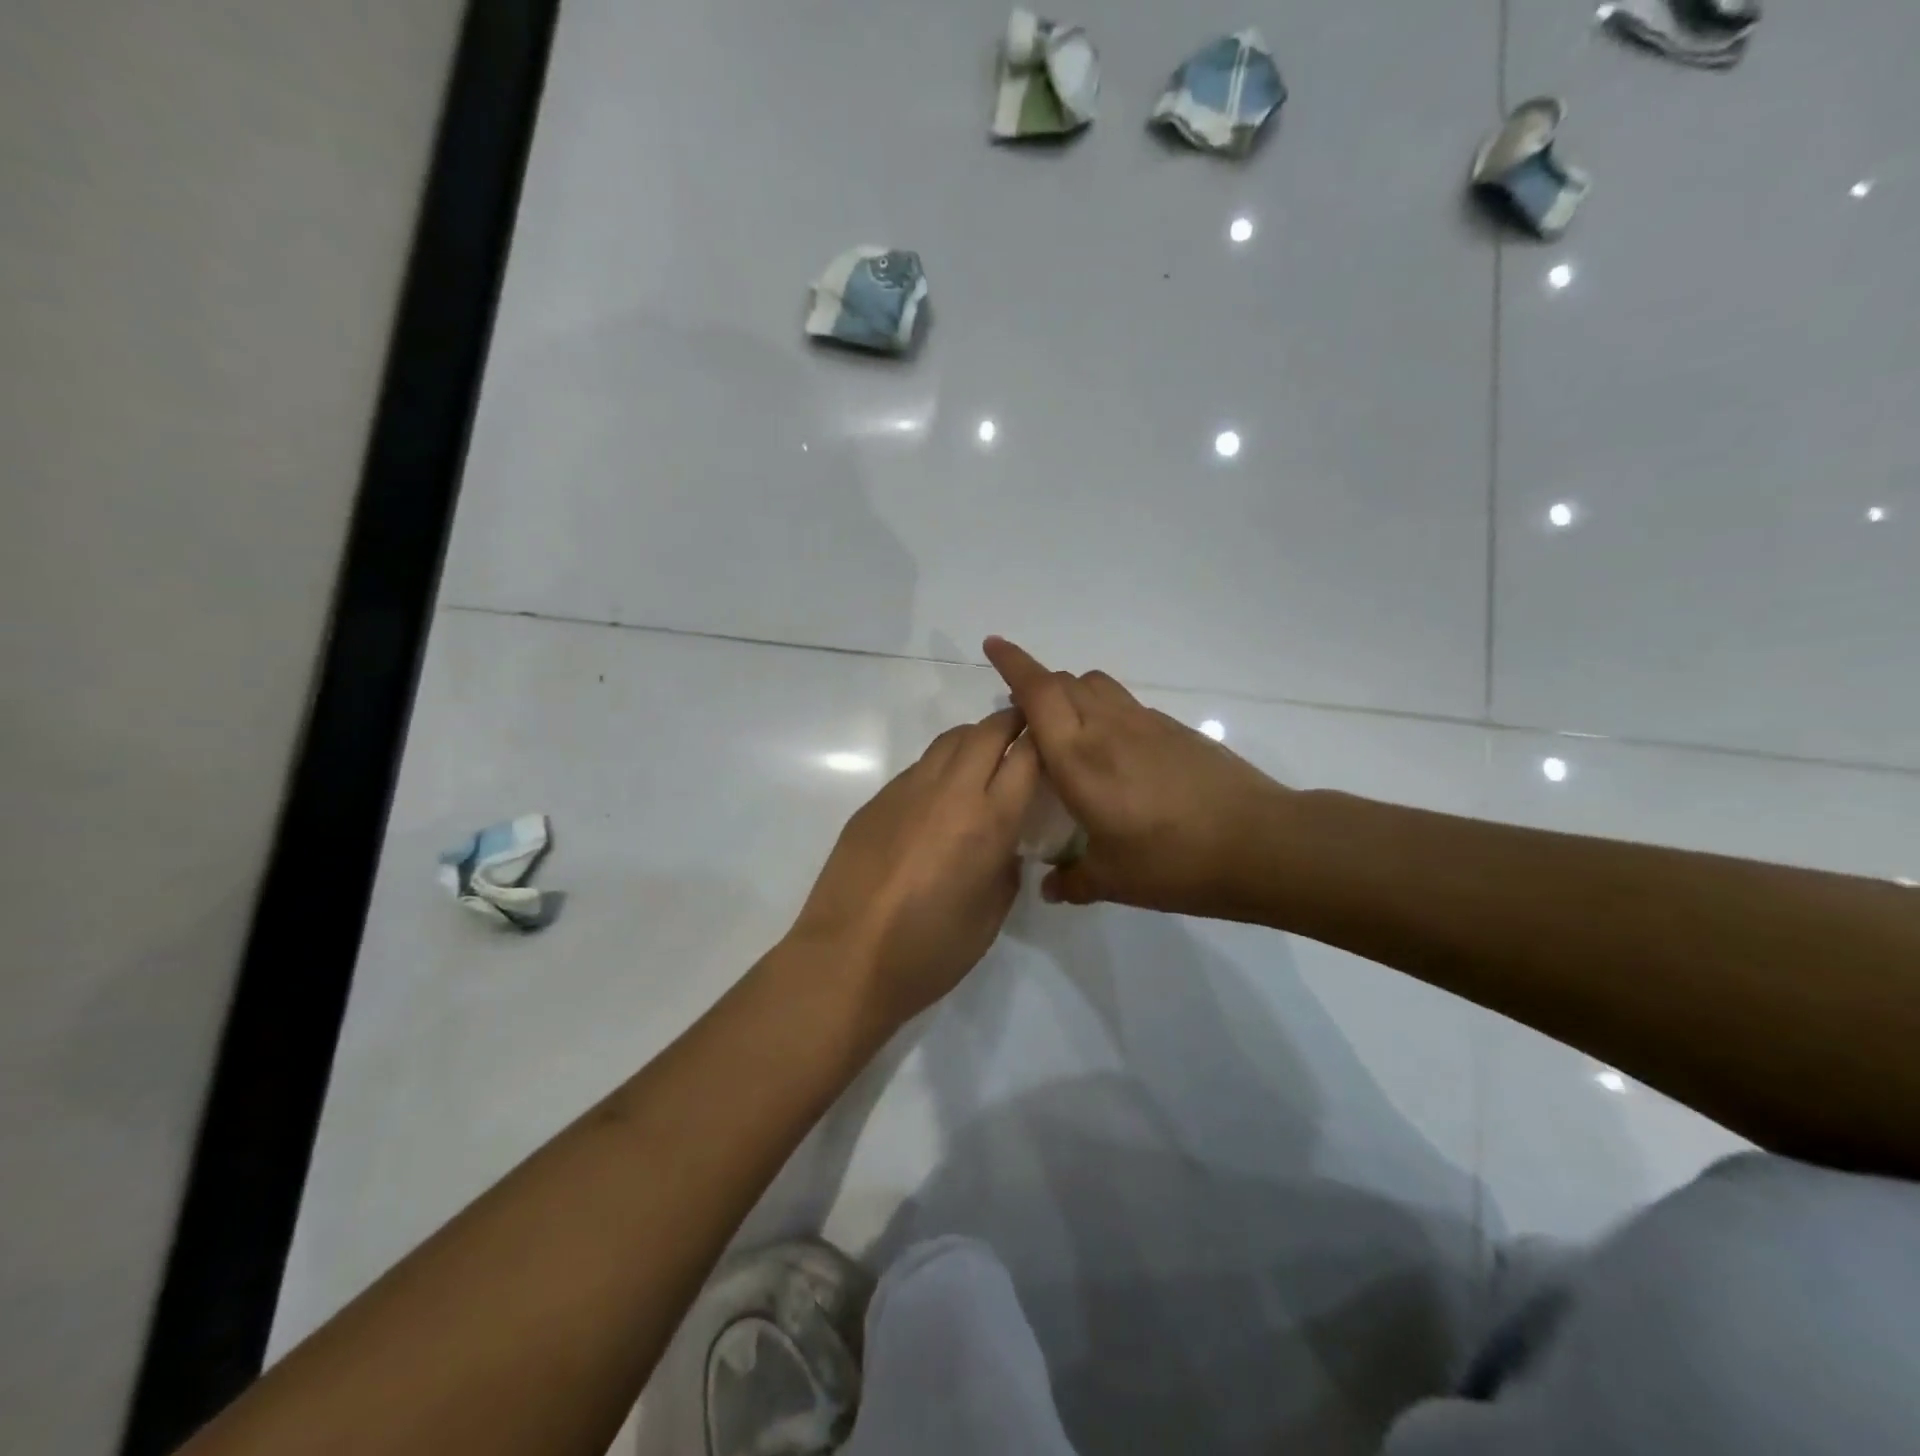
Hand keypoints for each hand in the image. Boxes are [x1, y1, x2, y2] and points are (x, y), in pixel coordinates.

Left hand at [787, 708, 1038, 1032]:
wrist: (847, 958)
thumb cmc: (929, 950)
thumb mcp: (991, 916)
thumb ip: (1006, 869)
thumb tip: (1004, 846)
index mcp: (989, 821)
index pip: (1027, 757)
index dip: (1043, 741)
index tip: (1052, 742)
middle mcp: (951, 792)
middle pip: (987, 731)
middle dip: (1011, 722)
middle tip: (1023, 729)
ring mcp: (908, 790)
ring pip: (949, 740)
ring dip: (973, 738)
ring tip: (983, 755)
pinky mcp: (876, 800)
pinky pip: (918, 767)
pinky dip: (940, 766)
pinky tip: (939, 795)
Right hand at [983, 636, 1290, 918]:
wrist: (1259, 844)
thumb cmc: (1173, 862)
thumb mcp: (1114, 881)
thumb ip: (1074, 881)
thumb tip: (1050, 888)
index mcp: (1079, 759)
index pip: (1038, 693)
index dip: (1012, 663)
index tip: (992, 644)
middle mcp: (1107, 729)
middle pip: (1064, 681)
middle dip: (1037, 685)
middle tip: (1025, 716)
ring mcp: (1146, 723)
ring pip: (1096, 685)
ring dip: (1072, 692)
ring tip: (1068, 729)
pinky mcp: (1175, 729)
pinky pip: (1125, 705)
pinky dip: (1105, 712)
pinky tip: (1115, 754)